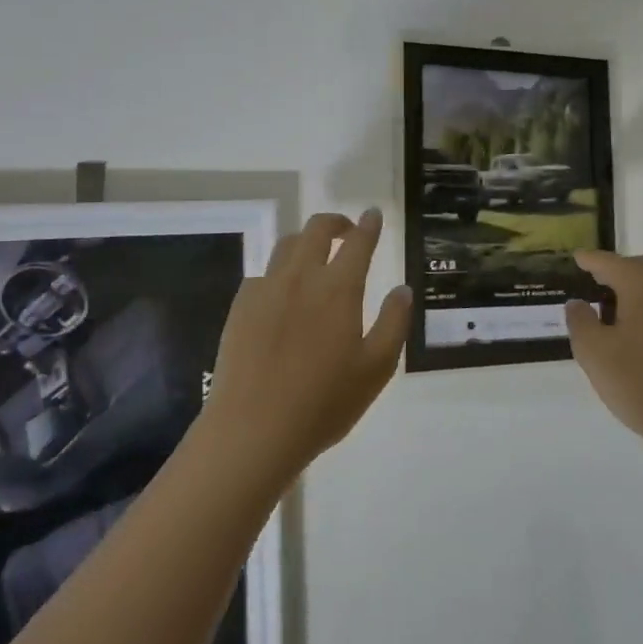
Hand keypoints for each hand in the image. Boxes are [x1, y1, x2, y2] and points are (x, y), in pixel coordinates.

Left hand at [201, 209, 410, 480]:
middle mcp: (301, 277)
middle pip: (316, 230)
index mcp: (338, 288)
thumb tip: (402, 289)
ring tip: (315, 257)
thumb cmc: (324, 403)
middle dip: (336, 222)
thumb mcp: (376, 368)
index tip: (373, 214)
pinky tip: (283, 294)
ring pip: (286, 245)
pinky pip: (264, 273)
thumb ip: (394, 323)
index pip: (358, 242)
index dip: (368, 225)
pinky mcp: (241, 306)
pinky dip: (280, 272)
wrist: (253, 429)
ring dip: (306, 241)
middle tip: (348, 232)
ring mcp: (266, 288)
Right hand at [565, 252, 642, 448]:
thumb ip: (580, 321)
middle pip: (638, 269)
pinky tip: (634, 331)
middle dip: (614, 272)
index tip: (575, 258)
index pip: (610, 263)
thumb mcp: (594, 352)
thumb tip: (578, 303)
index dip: (590, 261)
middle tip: (591, 281)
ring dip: (633, 290)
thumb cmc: (641, 383)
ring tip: (608, 308)